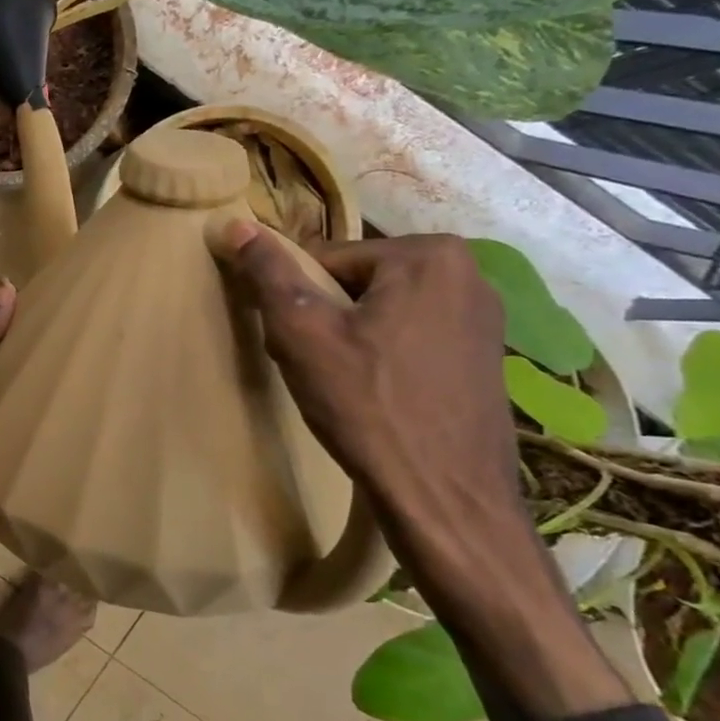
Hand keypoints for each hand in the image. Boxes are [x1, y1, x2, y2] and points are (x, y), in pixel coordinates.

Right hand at [216, 225, 522, 549]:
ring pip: (381, 310)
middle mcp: (469, 272)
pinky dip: (383, 356)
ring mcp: (485, 316)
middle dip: (326, 318)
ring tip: (344, 385)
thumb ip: (268, 272)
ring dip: (351, 338)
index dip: (298, 303)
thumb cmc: (366, 404)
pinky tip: (376, 395)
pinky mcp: (486, 355)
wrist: (444, 497)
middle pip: (355, 283)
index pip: (325, 261)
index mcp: (428, 255)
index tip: (298, 344)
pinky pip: (411, 335)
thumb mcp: (301, 332)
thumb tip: (233, 224)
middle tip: (318, 366)